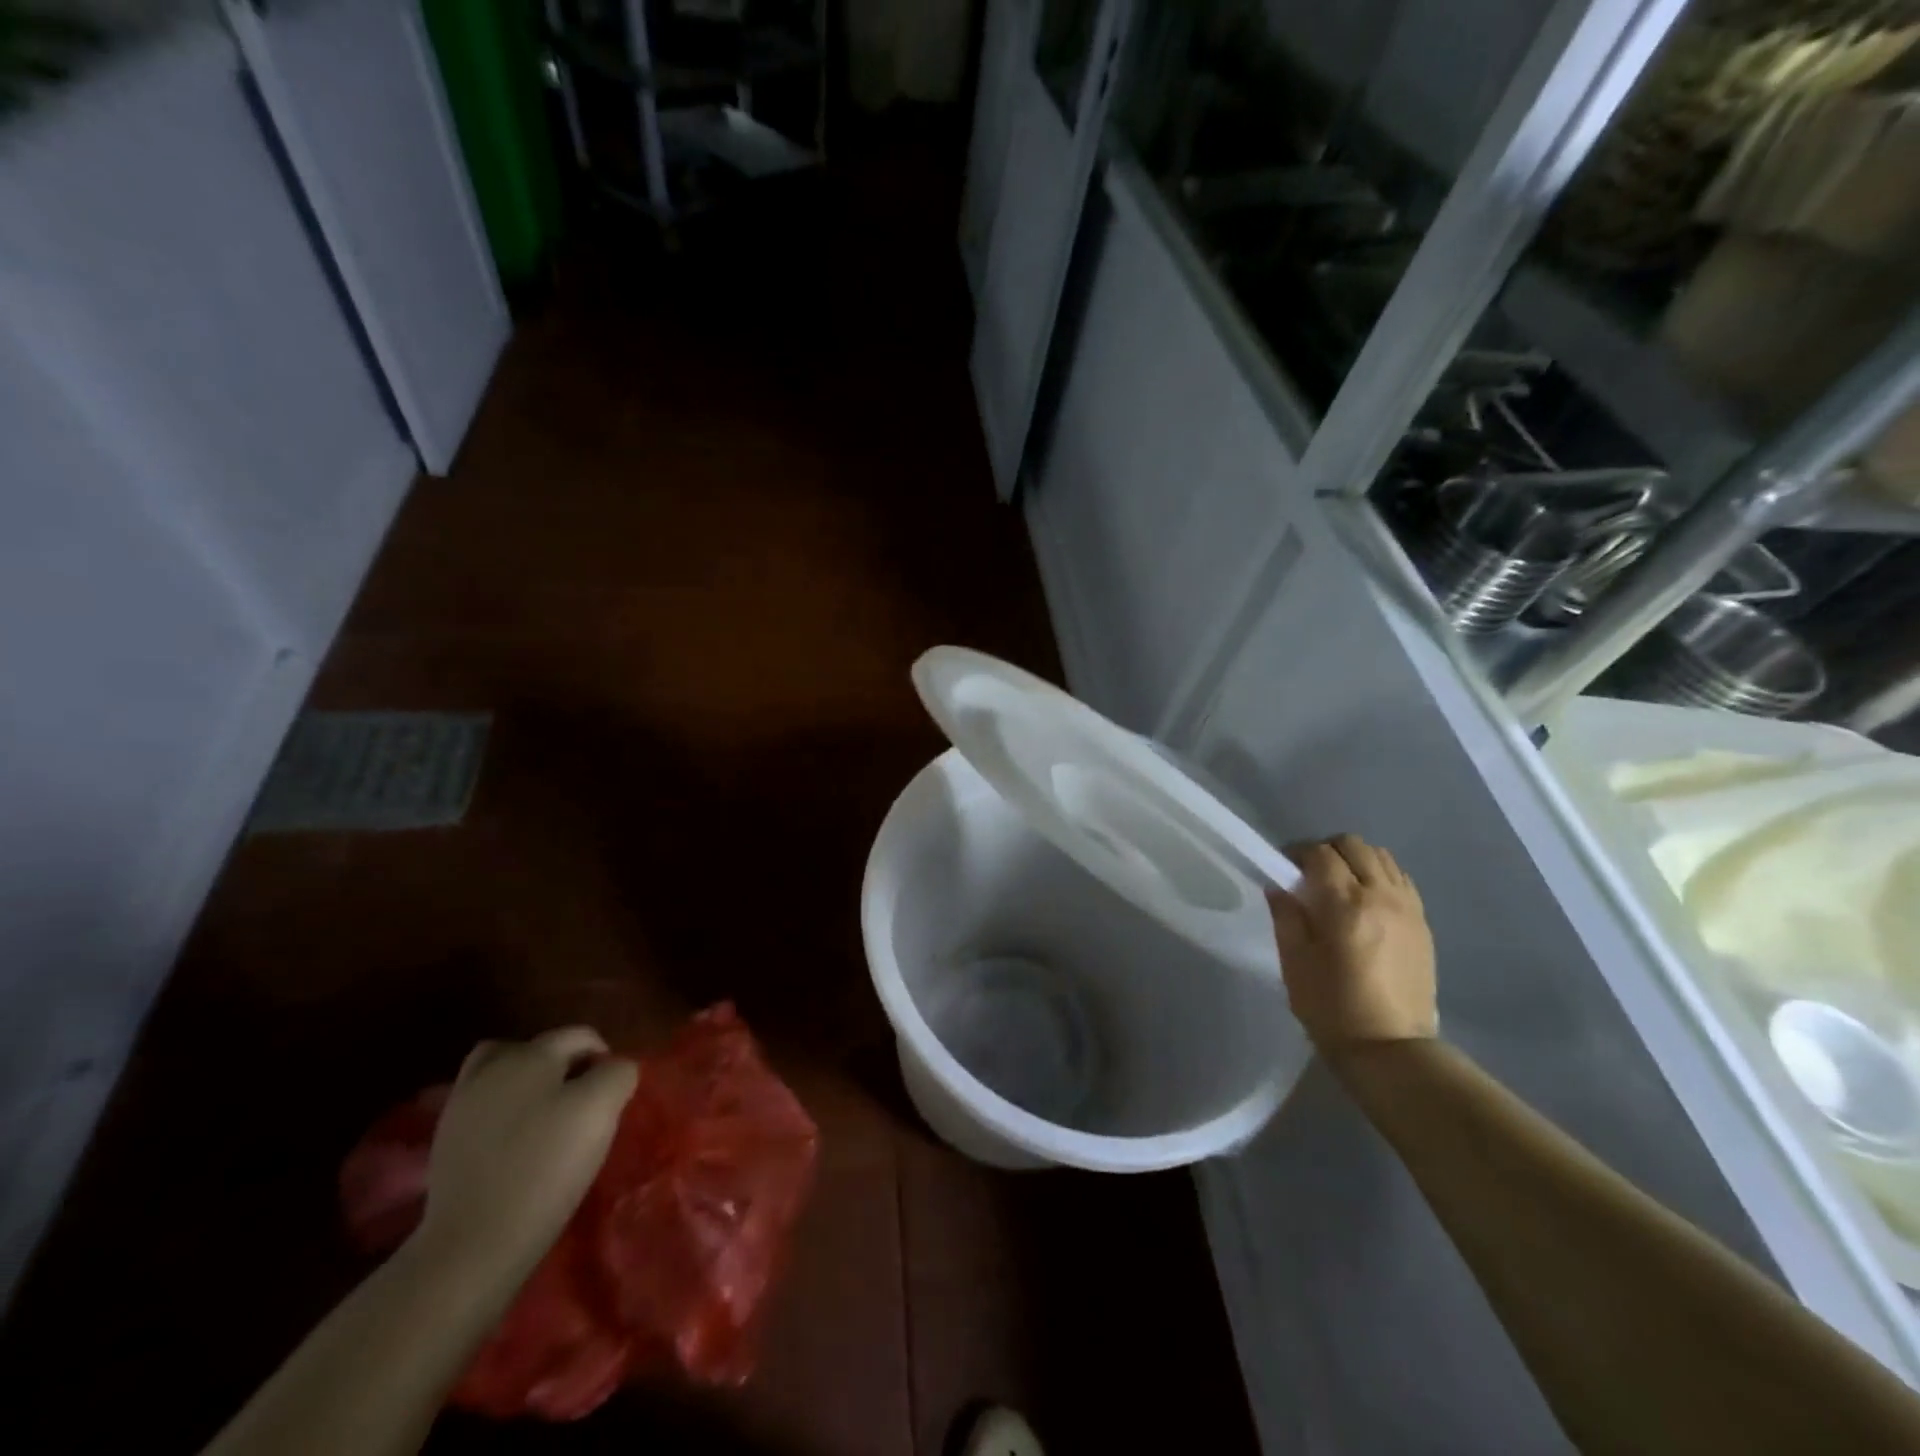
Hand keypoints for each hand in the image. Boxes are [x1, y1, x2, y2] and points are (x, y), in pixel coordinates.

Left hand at [413, 1028, 637, 1289]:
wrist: (471, 1244)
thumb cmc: (546, 1168)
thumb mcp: (601, 1109)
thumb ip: (617, 1074)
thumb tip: (614, 1069)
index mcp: (533, 1053)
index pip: (582, 1036)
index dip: (605, 1059)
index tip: (615, 1097)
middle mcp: (494, 1066)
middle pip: (541, 1049)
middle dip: (566, 1067)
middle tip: (583, 1105)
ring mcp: (462, 1104)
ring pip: (504, 1073)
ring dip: (529, 1083)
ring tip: (546, 1116)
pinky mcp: (445, 1141)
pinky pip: (484, 1106)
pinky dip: (503, 1111)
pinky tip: (517, 1141)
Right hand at [1268, 834, 1437, 1053]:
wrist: (1391, 1048)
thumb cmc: (1331, 1007)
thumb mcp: (1294, 962)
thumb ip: (1286, 917)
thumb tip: (1279, 887)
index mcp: (1344, 904)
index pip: (1320, 854)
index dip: (1297, 854)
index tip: (1284, 870)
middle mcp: (1380, 896)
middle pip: (1354, 845)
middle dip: (1327, 851)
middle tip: (1310, 875)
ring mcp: (1408, 908)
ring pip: (1382, 857)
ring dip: (1356, 861)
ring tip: (1340, 886)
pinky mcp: (1423, 923)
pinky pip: (1401, 879)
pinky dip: (1381, 876)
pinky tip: (1367, 900)